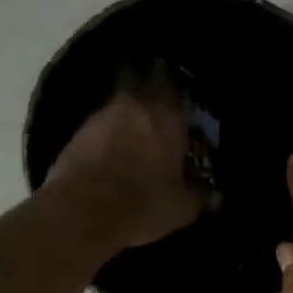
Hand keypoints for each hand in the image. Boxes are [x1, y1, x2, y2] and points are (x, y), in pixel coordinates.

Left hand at [45, 65, 210, 249]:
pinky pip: (99, 124)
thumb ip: (200, 195)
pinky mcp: (76, 133)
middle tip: (157, 98)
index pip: (175, 85)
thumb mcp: (181, 208)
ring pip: (118, 101)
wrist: (81, 215)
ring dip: (127, 110)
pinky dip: (108, 131)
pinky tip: (112, 148)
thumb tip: (216, 196)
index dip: (178, 86)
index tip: (182, 92)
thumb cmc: (143, 205)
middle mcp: (135, 106)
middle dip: (148, 82)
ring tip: (136, 127)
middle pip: (140, 78)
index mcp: (167, 118)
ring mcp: (101, 117)